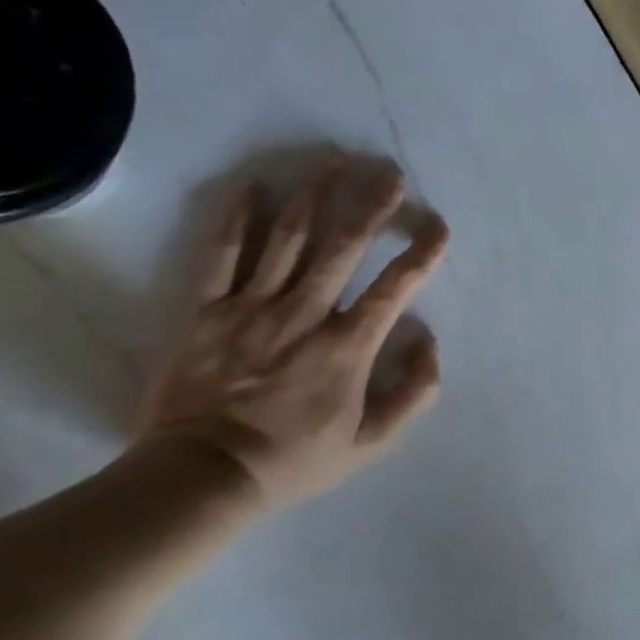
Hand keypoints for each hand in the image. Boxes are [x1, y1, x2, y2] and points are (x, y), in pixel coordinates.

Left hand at [135, 162, 448, 510]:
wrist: (201, 476)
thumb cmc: (294, 459)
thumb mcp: (372, 442)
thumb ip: (413, 392)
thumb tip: (429, 341)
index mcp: (347, 345)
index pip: (394, 287)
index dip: (422, 254)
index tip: (438, 228)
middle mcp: (305, 313)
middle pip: (344, 247)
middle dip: (372, 207)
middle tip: (391, 175)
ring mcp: (252, 307)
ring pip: (289, 238)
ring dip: (316, 196)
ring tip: (335, 163)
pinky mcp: (207, 311)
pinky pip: (222, 254)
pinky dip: (238, 219)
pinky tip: (255, 186)